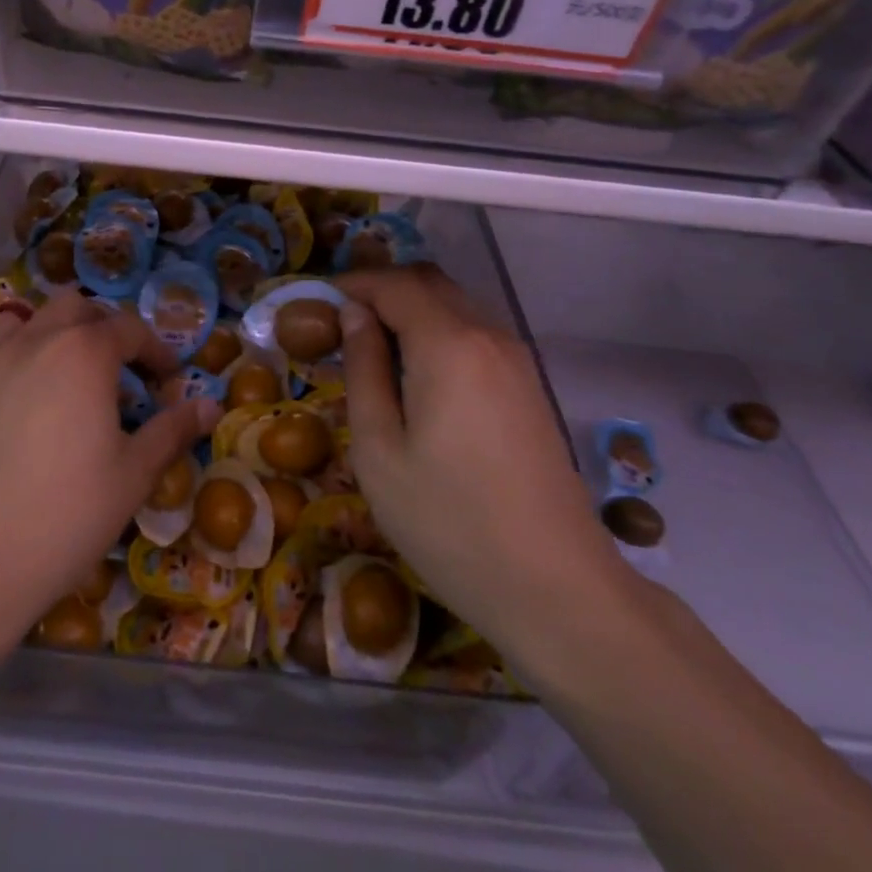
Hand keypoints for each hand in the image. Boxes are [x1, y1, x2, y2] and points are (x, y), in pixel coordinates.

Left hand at [0, 294, 218, 644]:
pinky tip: (7, 380)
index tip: (167, 381)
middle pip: (76, 308)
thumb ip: (173, 430)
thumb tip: (212, 406)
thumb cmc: (65, 516)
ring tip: (59, 374)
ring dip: (51, 332)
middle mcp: (35, 338)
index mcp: (85, 354)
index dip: (156, 351)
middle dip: (104, 329)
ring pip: (25, 316)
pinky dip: (1, 347)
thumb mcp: (134, 475)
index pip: (131, 329)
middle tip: (117, 372)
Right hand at [336, 265, 633, 675]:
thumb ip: (364, 370)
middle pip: (429, 282)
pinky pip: (474, 333)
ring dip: (410, 309)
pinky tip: (416, 375)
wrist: (556, 588)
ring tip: (370, 349)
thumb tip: (354, 315)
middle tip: (338, 322)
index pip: (394, 284)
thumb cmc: (449, 522)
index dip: (351, 283)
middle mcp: (488, 336)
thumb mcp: (379, 449)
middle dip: (380, 289)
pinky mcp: (528, 386)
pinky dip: (437, 331)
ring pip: (455, 305)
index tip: (314, 303)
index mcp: (448, 344)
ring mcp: (516, 360)